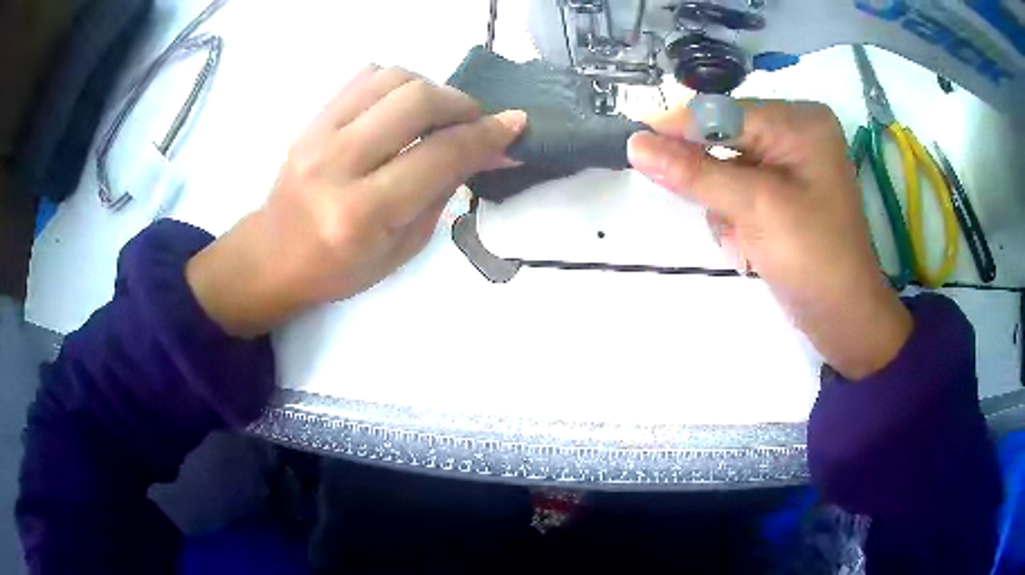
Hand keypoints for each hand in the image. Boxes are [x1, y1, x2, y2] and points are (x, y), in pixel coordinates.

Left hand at [186, 66, 526, 336]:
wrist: (273, 255)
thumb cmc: (340, 268)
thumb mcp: (403, 247)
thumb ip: (444, 190)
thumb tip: (488, 150)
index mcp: (362, 213)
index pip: (439, 155)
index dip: (486, 135)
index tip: (516, 124)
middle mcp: (337, 164)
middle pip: (416, 100)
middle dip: (461, 104)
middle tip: (474, 121)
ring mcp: (318, 134)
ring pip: (392, 77)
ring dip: (431, 88)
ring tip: (438, 114)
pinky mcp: (310, 119)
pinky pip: (365, 77)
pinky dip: (398, 83)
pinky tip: (402, 107)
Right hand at [628, 100, 911, 379]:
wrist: (844, 319)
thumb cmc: (813, 258)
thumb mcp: (755, 208)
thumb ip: (695, 172)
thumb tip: (636, 144)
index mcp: (800, 122)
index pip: (726, 112)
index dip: (679, 126)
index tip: (634, 141)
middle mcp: (795, 134)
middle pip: (725, 140)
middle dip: (714, 184)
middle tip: (716, 216)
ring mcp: (790, 165)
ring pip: (725, 169)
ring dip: (723, 208)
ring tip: (743, 242)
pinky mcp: (783, 194)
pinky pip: (738, 191)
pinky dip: (733, 220)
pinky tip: (750, 247)